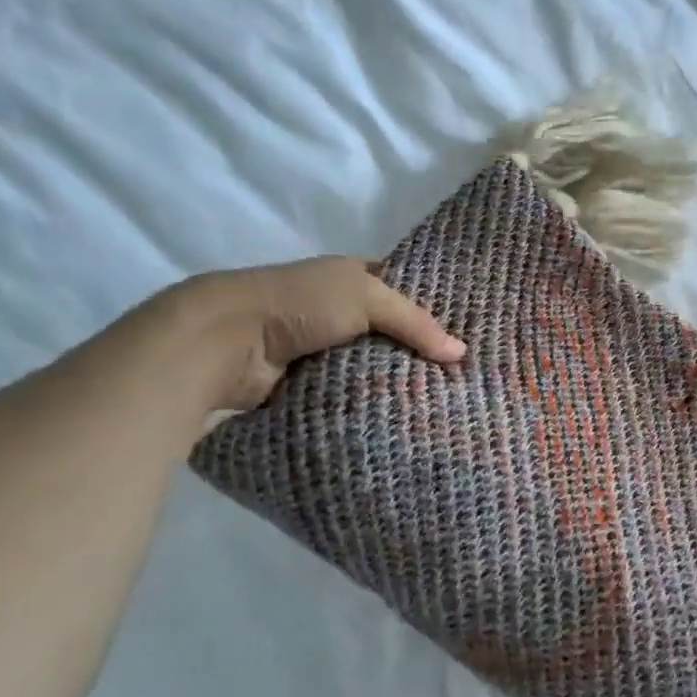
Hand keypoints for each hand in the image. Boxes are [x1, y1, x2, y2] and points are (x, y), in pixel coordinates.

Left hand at [110, 257, 465, 425]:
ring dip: (395, 384)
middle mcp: (338, 312)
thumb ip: (415, 322)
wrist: (230, 340)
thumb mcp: (367, 297)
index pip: (401, 293)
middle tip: (462, 379)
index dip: (431, 311)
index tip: (466, 336)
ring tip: (443, 404)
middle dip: (419, 354)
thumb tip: (461, 354)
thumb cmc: (301, 302)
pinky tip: (404, 418)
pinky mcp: (310, 385)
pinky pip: (351, 395)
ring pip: (372, 368)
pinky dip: (370, 404)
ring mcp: (323, 350)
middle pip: (390, 335)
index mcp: (350, 278)